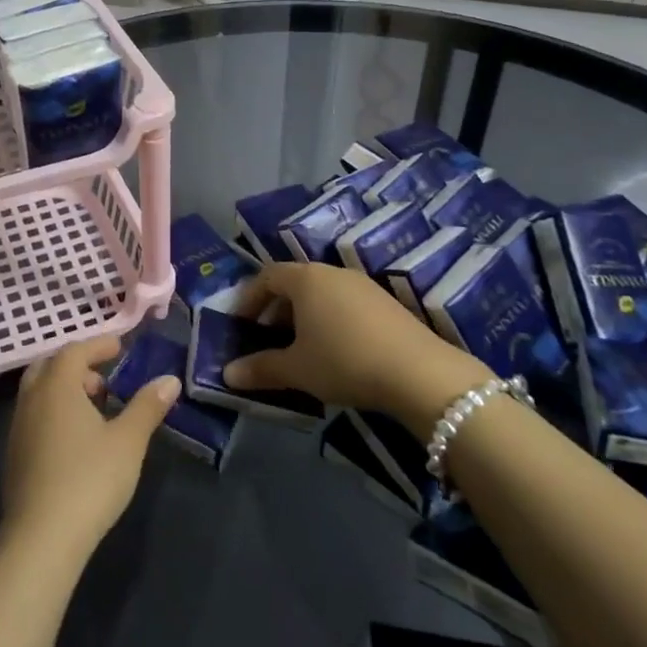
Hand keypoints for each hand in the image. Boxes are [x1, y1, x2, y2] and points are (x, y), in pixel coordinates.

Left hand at [0, 334, 179, 565]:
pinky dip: (55, 411)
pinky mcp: (14, 455)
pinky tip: (77, 439)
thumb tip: (169, 379)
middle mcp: (32, 399)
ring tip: (96, 409)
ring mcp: (18, 428)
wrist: (41, 539)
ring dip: (65, 389)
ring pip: (40, 392)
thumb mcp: (128, 441)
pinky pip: (35, 415)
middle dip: (77, 365)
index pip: (75, 350)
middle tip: (104, 378)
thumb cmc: (89, 480)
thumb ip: (147, 406)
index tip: (120, 347)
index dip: (98, 345)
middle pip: (50, 366)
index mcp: (57, 386)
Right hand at [222, 262, 492, 431]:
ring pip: (321, 294)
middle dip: (276, 311)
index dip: (249, 299)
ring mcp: (363, 285)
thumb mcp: (297, 369)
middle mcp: (333, 272)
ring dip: (304, 317)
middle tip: (267, 341)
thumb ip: (261, 369)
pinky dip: (330, 321)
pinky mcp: (386, 303)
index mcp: (306, 278)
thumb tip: (227, 374)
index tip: (241, 325)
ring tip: (300, 350)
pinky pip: (345, 304)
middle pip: (294, 283)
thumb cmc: (344, 361)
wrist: (419, 373)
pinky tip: (335, 353)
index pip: (267, 276)